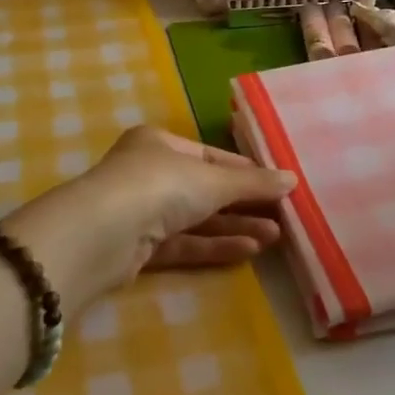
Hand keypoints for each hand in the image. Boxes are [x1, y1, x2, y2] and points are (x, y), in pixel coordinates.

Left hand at [4, 126, 293, 310]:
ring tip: (276, 236)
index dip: (244, 171)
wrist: (101, 235)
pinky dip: (214, 246)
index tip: (275, 185)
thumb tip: (293, 179)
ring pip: (195, 220)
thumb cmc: (159, 185)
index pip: (210, 156)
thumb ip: (253, 184)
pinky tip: (249, 250)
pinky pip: (184, 244)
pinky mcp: (137, 250)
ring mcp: (140, 213)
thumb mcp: (213, 180)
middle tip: (281, 216)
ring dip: (234, 227)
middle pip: (204, 189)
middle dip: (242, 204)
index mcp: (158, 143)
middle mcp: (147, 173)